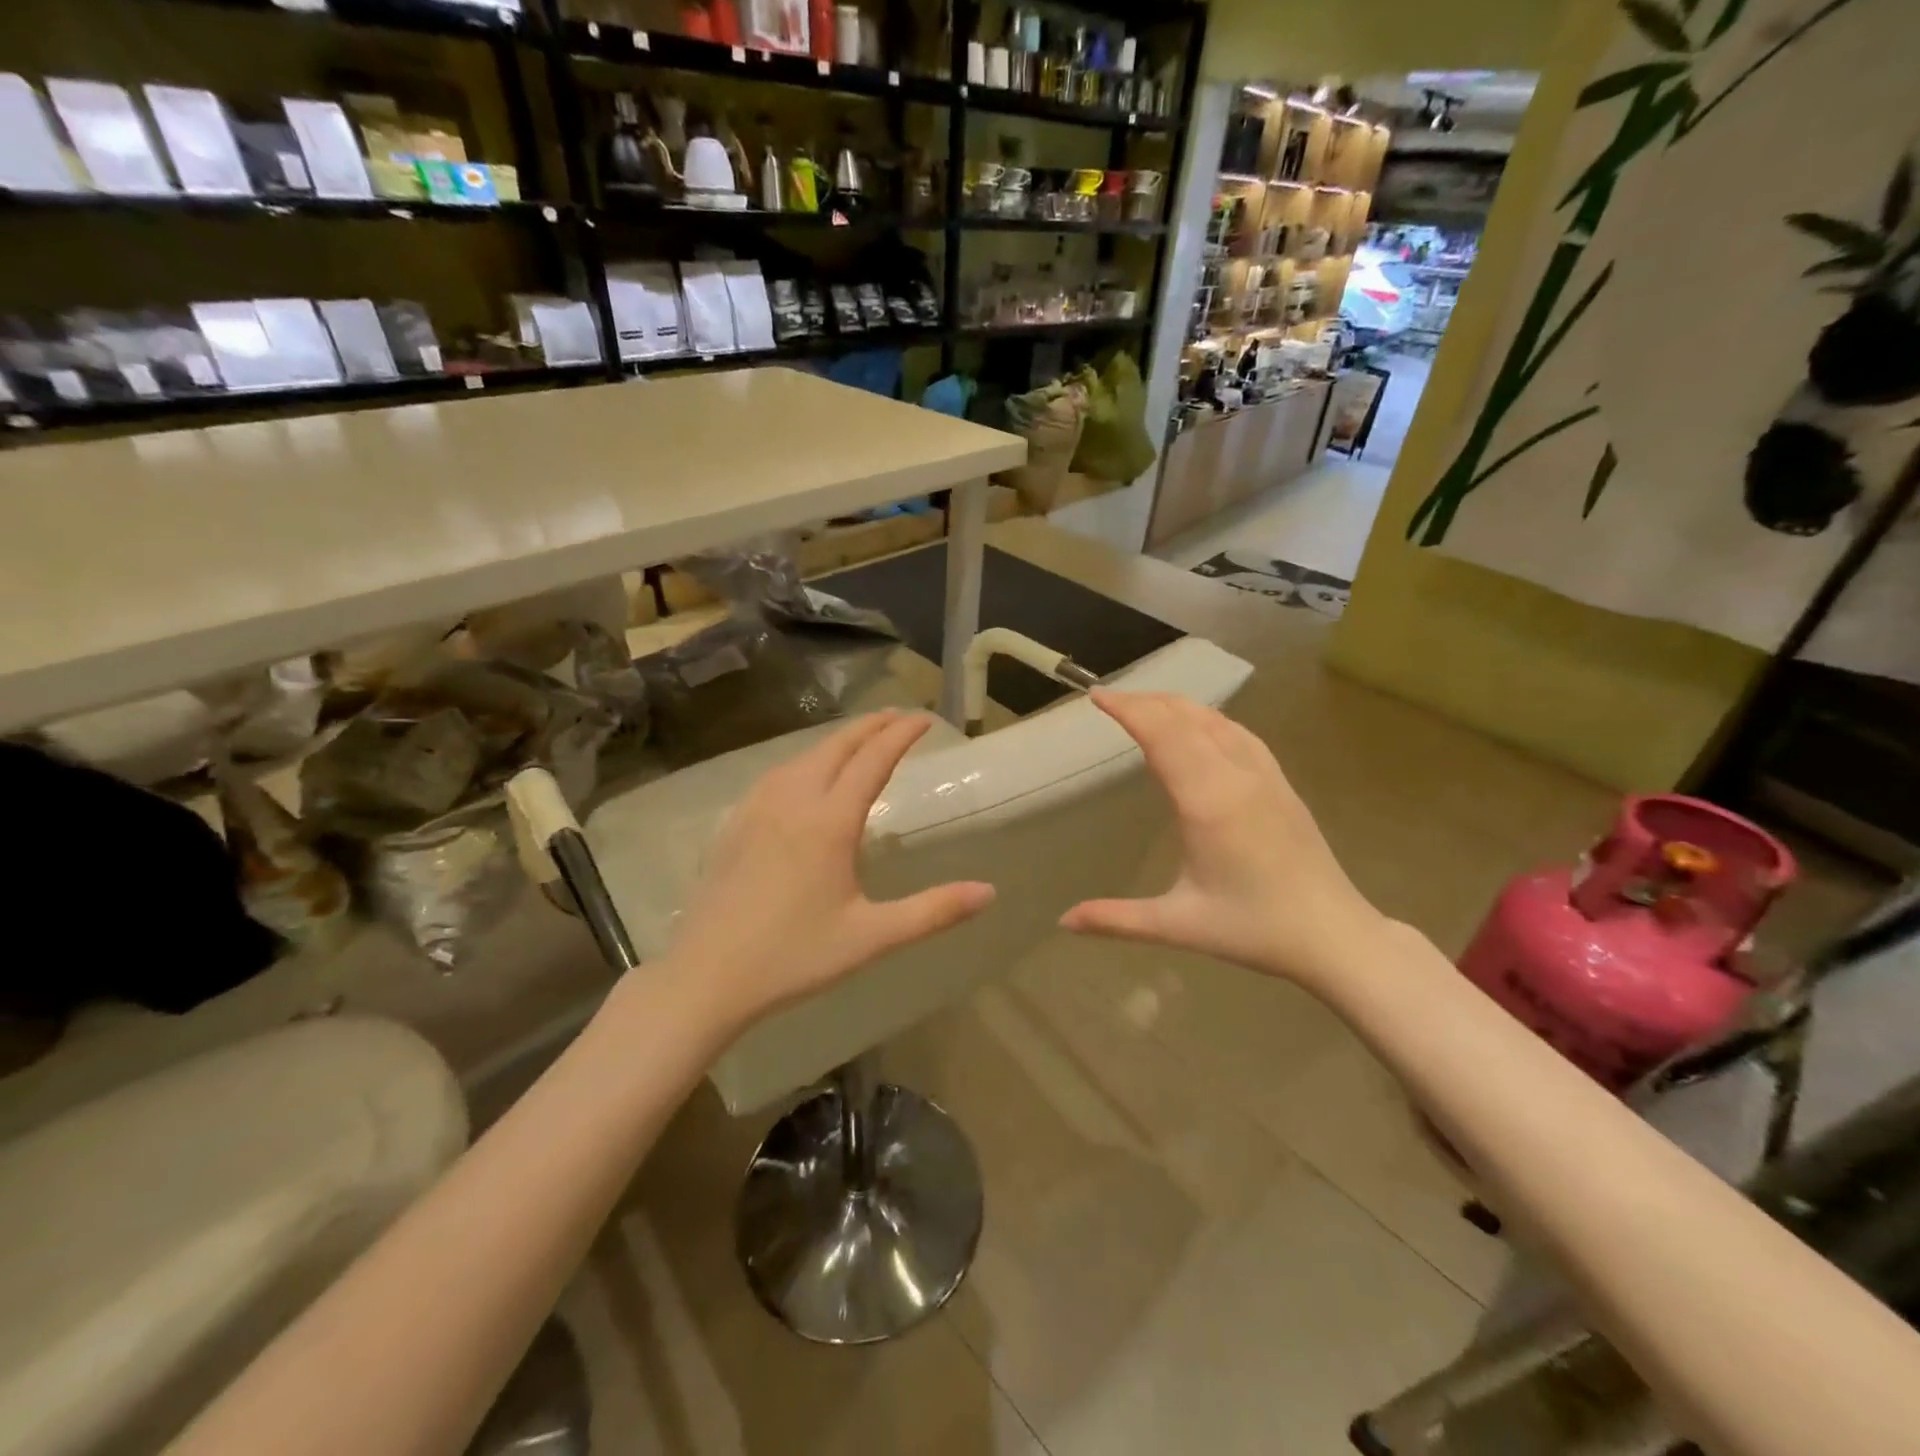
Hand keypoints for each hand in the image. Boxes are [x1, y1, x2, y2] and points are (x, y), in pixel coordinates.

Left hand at [662, 710, 995, 1032]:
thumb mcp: (872, 937)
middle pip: (837, 746)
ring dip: (838, 740)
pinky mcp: (735, 823)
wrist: (707, 976)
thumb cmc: (794, 957)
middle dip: (871, 726)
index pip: (873, 759)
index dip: (902, 734)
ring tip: (861, 740)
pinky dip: (805, 760)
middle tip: (899, 717)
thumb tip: (989, 892)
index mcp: (830, 821)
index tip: (925, 719)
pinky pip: (777, 774)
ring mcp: (757, 808)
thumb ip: (933, 911)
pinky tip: (805, 775)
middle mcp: (793, 801)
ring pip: (803, 756)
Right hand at [1060, 691, 1384, 988]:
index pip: (1162, 735)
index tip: (1096, 696)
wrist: (1335, 935)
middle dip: (1145, 700)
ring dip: (1176, 705)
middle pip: (1185, 717)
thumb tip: (1064, 921)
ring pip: (1216, 719)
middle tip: (1109, 698)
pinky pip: (1239, 733)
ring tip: (1145, 705)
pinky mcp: (1281, 783)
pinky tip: (1200, 726)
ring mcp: (1264, 775)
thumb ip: (1117, 919)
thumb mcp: (1178, 925)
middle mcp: (1236, 776)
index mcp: (1207, 801)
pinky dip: (1208, 718)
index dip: (1128, 709)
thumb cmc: (1253, 929)